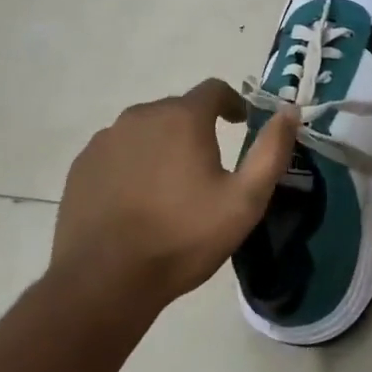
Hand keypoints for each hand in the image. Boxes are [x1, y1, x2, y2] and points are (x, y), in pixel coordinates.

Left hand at [52, 80, 298, 314]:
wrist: (104, 281)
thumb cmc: (182, 238)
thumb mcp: (245, 201)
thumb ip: (272, 151)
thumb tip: (289, 111)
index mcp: (182, 118)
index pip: (213, 89)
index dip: (232, 102)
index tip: (241, 123)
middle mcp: (141, 116)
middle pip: (178, 110)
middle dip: (197, 127)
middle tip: (209, 165)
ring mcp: (106, 140)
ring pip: (145, 130)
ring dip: (163, 145)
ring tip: (172, 185)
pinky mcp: (82, 166)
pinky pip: (118, 151)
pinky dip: (134, 163)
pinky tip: (138, 198)